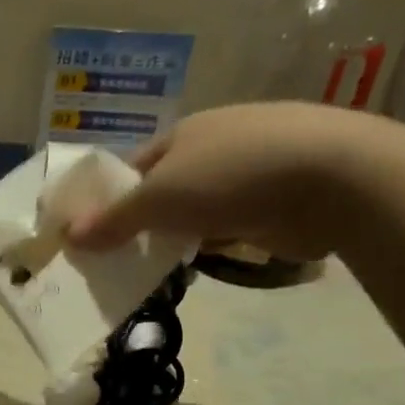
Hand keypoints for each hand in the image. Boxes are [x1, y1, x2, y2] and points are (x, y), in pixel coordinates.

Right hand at [66, 102, 404, 260]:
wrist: (334, 178)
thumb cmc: (233, 175)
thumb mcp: (160, 198)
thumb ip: (116, 220)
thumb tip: (69, 236)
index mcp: (184, 134)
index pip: (134, 168)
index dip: (111, 199)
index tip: (93, 235)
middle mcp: (215, 146)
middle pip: (166, 189)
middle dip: (144, 222)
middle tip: (118, 259)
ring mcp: (250, 172)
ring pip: (199, 209)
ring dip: (180, 235)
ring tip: (153, 270)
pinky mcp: (279, 201)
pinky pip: (232, 226)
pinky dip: (215, 243)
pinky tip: (203, 264)